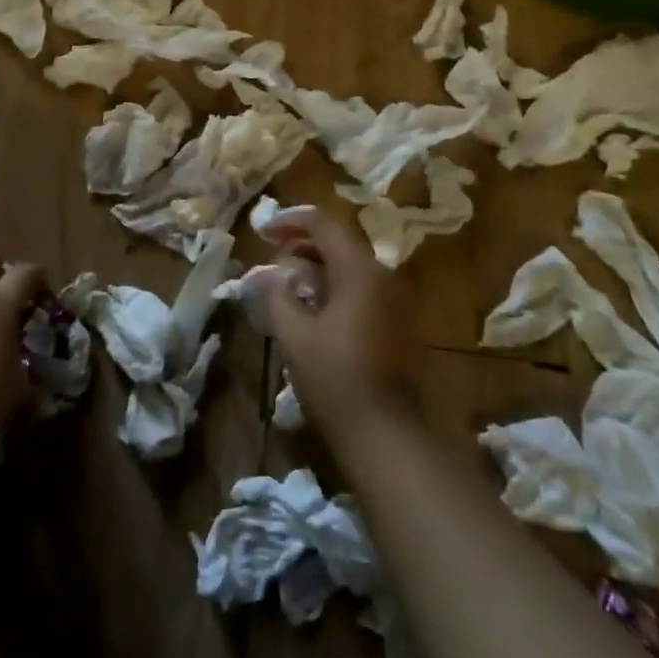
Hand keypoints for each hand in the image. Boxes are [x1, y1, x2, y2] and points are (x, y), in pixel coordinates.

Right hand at [263, 209, 422, 454]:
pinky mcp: (395, 327)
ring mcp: (393, 304)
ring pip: (350, 269)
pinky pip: (359, 291)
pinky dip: (332, 288)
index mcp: (359, 271)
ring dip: (317, 267)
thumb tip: (265, 276)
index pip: (325, 225)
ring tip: (286, 282)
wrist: (391, 436)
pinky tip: (311, 310)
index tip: (263, 230)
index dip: (292, 221)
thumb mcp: (295, 336)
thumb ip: (277, 297)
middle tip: (272, 256)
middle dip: (303, 244)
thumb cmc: (338, 379)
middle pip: (340, 244)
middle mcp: (382, 278)